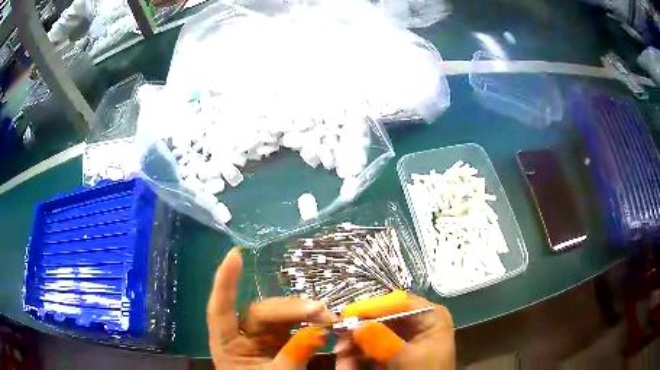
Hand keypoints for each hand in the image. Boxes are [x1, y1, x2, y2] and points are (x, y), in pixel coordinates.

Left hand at [207, 247, 336, 368]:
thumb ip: (295, 354)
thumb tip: (319, 329)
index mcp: (227, 346)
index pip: (220, 310)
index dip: (225, 282)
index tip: (234, 254)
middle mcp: (241, 336)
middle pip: (260, 313)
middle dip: (289, 309)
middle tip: (320, 311)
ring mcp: (260, 337)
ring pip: (277, 315)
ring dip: (301, 313)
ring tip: (325, 315)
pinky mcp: (278, 340)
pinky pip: (291, 324)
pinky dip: (306, 321)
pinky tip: (321, 320)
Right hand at [336, 294, 454, 368]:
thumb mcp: (406, 357)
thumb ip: (381, 340)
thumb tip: (355, 324)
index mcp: (430, 316)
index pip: (399, 301)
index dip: (373, 306)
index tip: (348, 314)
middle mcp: (417, 322)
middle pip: (382, 317)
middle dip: (360, 328)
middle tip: (339, 335)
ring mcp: (403, 337)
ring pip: (373, 333)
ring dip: (355, 343)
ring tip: (341, 352)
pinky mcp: (392, 351)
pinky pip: (371, 347)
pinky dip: (357, 355)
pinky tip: (347, 363)